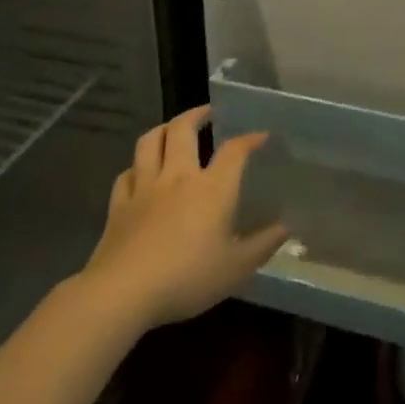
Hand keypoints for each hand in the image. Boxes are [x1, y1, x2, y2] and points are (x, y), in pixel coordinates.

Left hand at [80, 106, 288, 330]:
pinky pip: (126, 173)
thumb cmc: (188, 278)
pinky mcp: (119, 204)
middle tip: (208, 112)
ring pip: (149, 142)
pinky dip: (136, 166)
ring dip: (163, 129)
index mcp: (212, 188)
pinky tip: (139, 171)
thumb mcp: (237, 268)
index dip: (249, 139)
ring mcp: (144, 187)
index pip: (234, 151)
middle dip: (197, 115)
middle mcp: (178, 177)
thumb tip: (286, 228)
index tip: (261, 136)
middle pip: (183, 130)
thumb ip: (263, 245)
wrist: (124, 291)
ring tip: (172, 128)